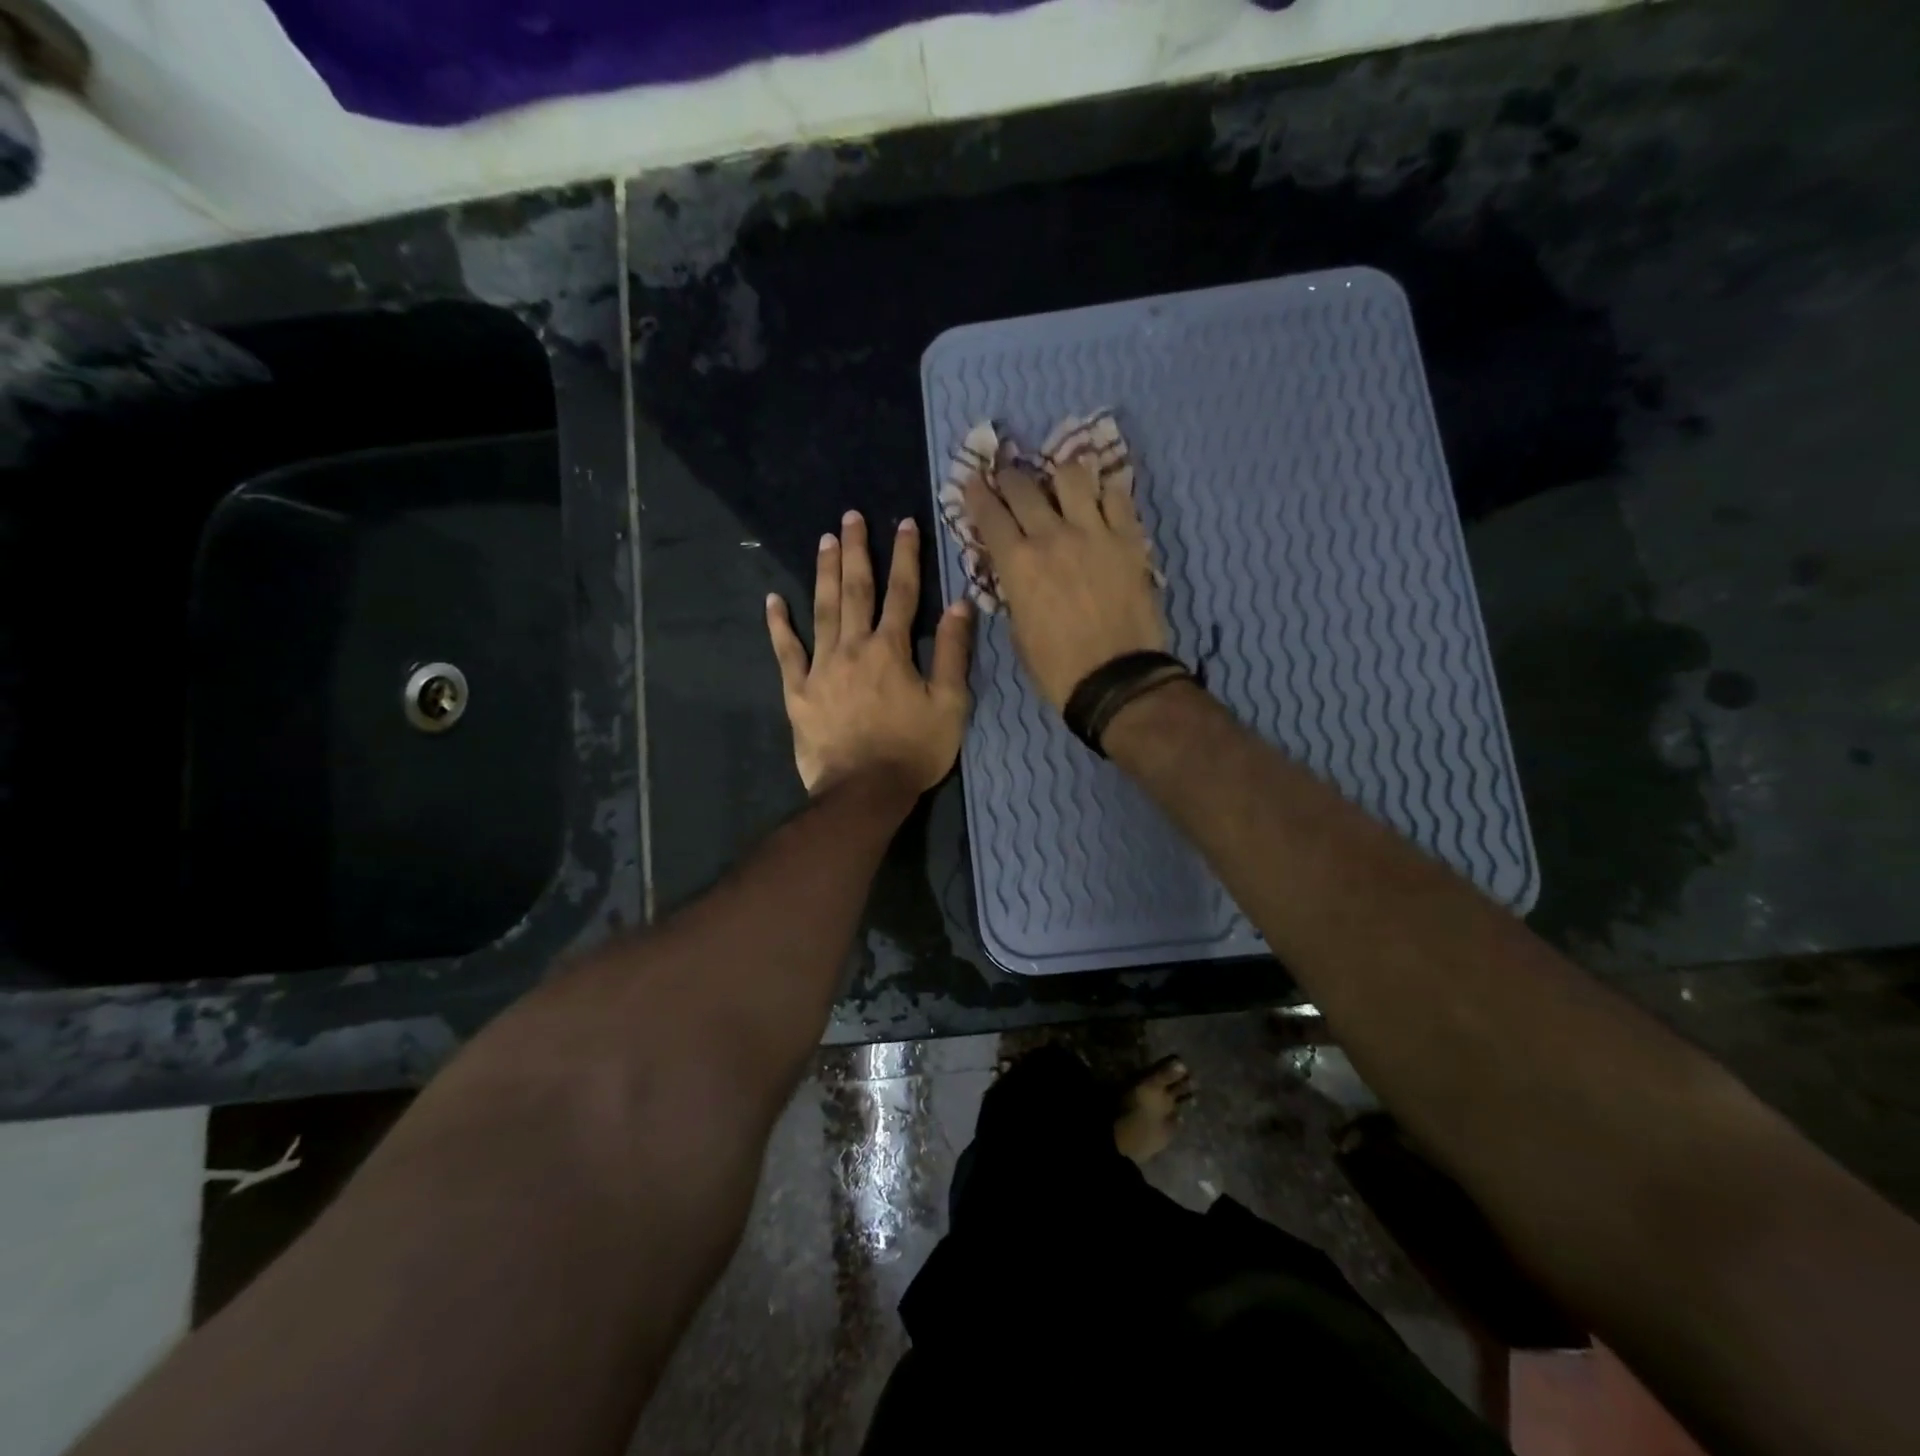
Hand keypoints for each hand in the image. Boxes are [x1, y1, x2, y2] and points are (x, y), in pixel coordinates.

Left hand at [767, 511, 973, 798]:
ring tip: (824, 541)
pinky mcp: (798, 691)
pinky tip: (772, 600)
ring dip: (824, 573)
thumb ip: (954, 653)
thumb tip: (960, 604)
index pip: (902, 593)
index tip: (904, 522)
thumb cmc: (914, 750)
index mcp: (891, 650)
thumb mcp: (951, 705)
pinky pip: (786, 652)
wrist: (864, 792)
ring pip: (821, 610)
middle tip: (850, 517)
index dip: (905, 556)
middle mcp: (853, 648)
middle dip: (856, 551)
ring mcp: (820, 668)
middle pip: (855, 591)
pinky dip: (778, 625)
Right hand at [963, 458, 1168, 708]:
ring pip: (1072, 476)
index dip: (977, 494)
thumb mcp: (1019, 631)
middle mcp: (1052, 536)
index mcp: (1018, 564)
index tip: (973, 481)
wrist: (1116, 680)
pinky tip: (1101, 500)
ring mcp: (1094, 532)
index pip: (989, 515)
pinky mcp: (1129, 539)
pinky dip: (1104, 493)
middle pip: (1023, 487)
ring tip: (1060, 484)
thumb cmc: (1057, 668)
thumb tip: (1017, 574)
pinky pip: (1117, 496)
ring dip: (1059, 476)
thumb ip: (1015, 592)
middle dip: (1009, 477)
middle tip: (1008, 476)